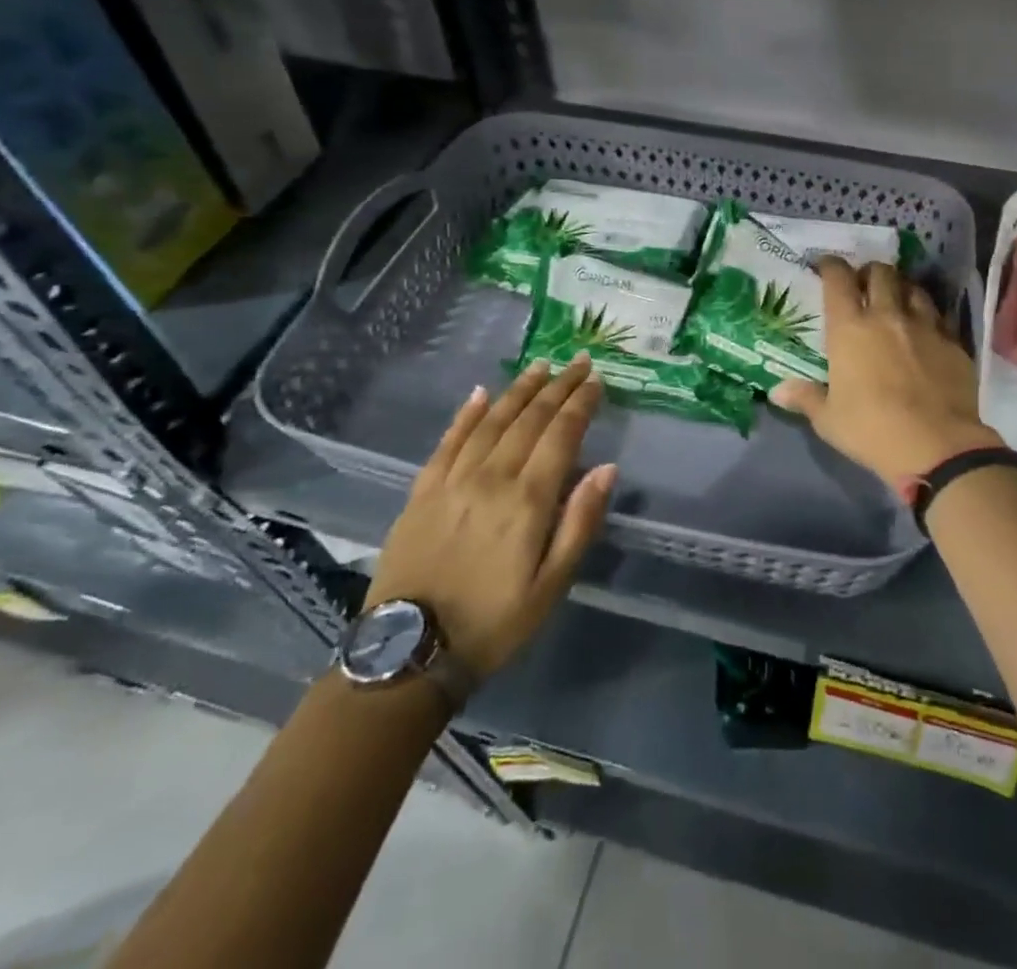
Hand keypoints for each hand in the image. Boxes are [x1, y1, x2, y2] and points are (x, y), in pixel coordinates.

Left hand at [366, 356, 613, 679]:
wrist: (409, 654)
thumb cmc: (494, 622)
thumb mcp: (552, 586)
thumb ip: (580, 523)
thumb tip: (607, 469)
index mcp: (527, 501)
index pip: (561, 435)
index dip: (580, 404)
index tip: (596, 381)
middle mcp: (491, 478)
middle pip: (529, 419)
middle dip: (557, 387)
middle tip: (577, 362)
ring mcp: (452, 481)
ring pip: (491, 421)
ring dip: (519, 390)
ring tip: (540, 366)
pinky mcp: (422, 491)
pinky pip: (448, 440)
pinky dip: (466, 413)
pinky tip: (480, 393)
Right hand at [771, 258, 1003, 482]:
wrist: (936, 446)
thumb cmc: (871, 430)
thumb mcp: (829, 419)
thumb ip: (805, 398)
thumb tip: (777, 391)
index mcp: (850, 329)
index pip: (838, 280)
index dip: (831, 266)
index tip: (826, 266)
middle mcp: (887, 316)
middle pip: (881, 273)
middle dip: (869, 272)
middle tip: (863, 285)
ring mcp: (925, 326)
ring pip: (913, 288)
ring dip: (901, 289)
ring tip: (896, 301)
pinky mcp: (954, 342)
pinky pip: (940, 316)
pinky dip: (928, 315)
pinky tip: (926, 329)